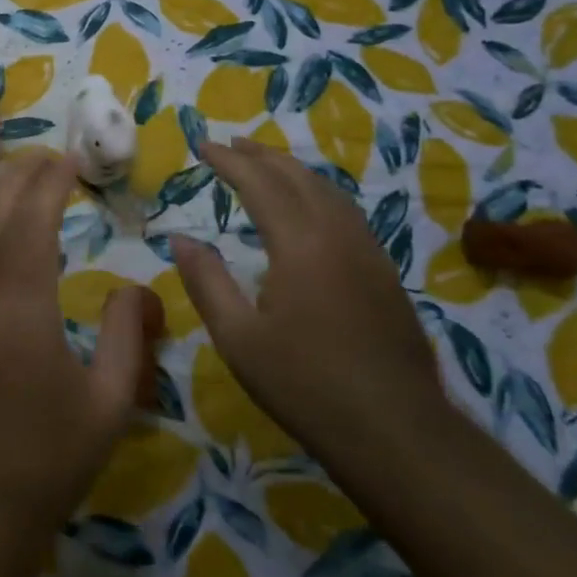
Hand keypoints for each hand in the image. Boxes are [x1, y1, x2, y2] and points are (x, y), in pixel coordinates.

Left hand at [0, 154, 152, 545]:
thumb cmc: (51, 459)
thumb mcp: (111, 403)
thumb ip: (127, 335)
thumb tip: (133, 287)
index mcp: (23, 311)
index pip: (30, 223)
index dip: (49, 184)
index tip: (70, 162)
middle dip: (17, 177)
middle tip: (47, 158)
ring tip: (14, 177)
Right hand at [170, 138, 443, 448]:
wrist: (396, 431)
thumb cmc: (306, 385)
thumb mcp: (238, 338)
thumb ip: (206, 282)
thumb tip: (180, 239)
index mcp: (300, 244)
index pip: (259, 183)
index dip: (228, 161)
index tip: (202, 145)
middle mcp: (337, 234)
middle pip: (298, 177)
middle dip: (261, 155)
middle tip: (230, 144)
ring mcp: (368, 252)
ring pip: (328, 190)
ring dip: (292, 169)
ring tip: (265, 163)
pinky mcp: (385, 273)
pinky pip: (346, 211)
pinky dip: (317, 192)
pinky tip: (309, 207)